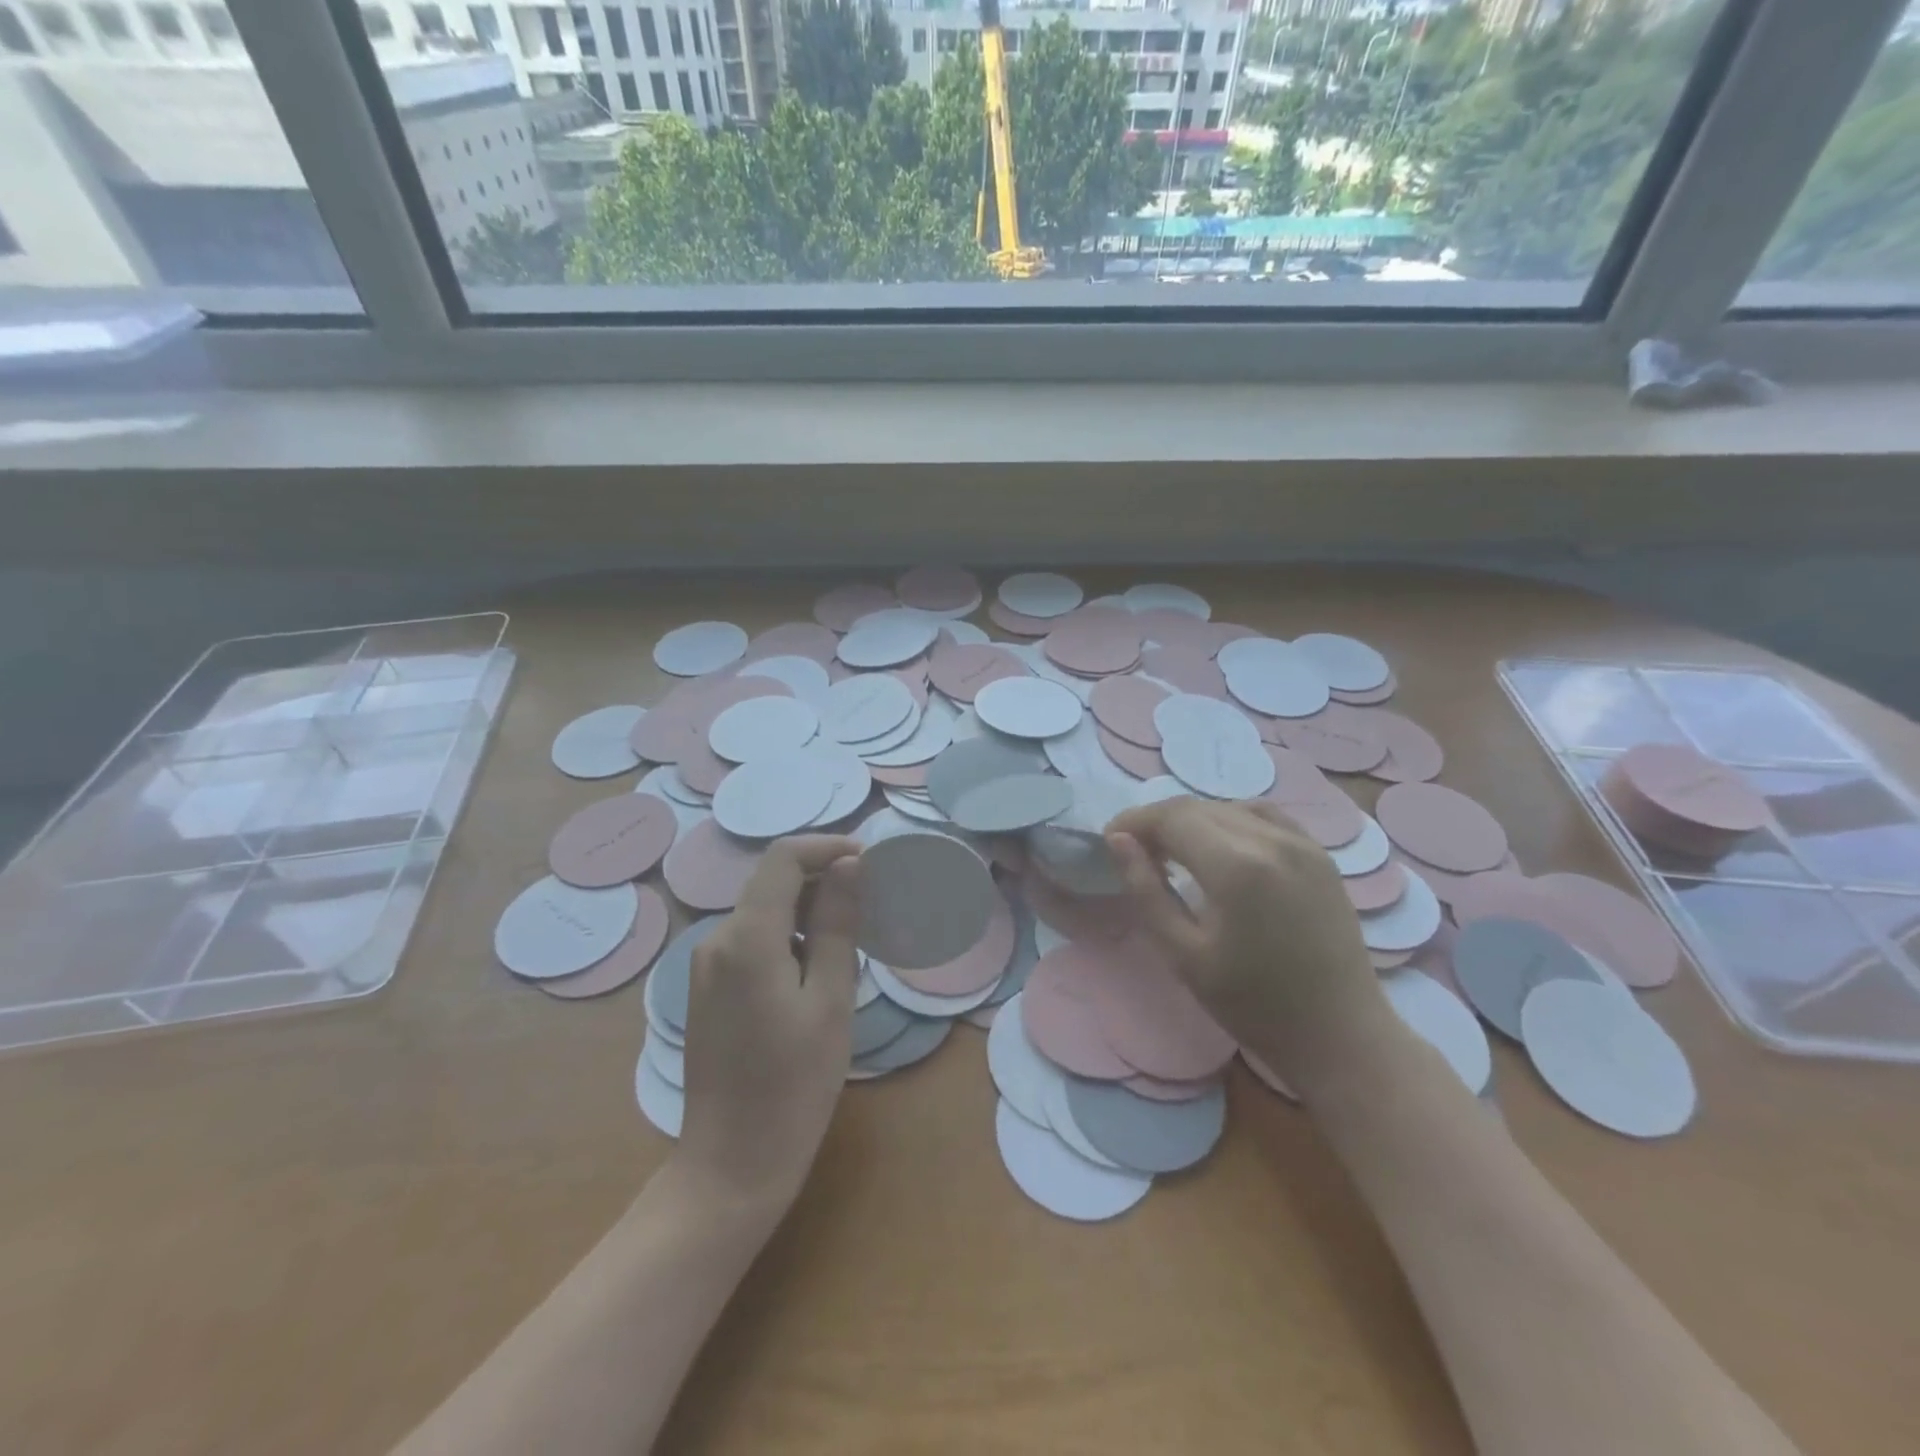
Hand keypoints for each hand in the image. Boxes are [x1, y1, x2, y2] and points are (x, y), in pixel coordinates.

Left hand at [676, 835, 862, 1217]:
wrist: (731, 1165)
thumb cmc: (794, 1086)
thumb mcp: (831, 1000)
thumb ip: (839, 923)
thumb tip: (850, 865)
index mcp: (746, 938)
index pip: (784, 858)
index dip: (828, 847)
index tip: (871, 862)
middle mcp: (717, 940)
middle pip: (773, 884)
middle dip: (824, 882)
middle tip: (874, 907)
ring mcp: (706, 966)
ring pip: (765, 913)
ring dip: (810, 914)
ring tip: (853, 944)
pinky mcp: (707, 990)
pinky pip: (752, 943)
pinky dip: (789, 940)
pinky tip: (818, 973)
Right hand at [1105, 798, 1388, 1092]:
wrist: (1341, 1035)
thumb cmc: (1253, 1004)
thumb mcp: (1183, 955)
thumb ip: (1146, 890)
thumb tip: (1118, 841)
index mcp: (1236, 866)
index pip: (1171, 817)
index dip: (1134, 822)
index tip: (1110, 840)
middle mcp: (1271, 840)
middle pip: (1198, 807)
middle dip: (1158, 821)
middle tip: (1135, 850)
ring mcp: (1301, 843)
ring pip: (1228, 807)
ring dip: (1193, 820)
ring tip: (1174, 852)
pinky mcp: (1319, 853)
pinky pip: (1263, 816)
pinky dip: (1231, 820)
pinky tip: (1221, 849)